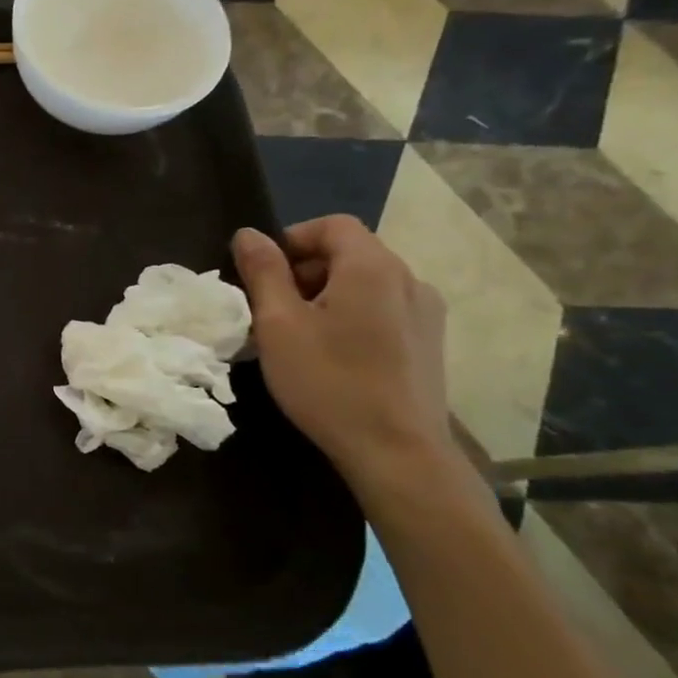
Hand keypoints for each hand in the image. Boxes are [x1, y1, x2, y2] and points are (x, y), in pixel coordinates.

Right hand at [231, 218, 456, 484]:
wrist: (397, 452)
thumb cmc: (329, 381)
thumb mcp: (278, 324)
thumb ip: (263, 272)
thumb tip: (249, 234)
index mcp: (373, 268)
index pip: (332, 225)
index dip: (292, 239)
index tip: (263, 274)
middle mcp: (409, 280)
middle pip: (350, 252)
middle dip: (305, 270)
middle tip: (273, 308)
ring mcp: (426, 313)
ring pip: (366, 283)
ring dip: (327, 294)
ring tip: (299, 334)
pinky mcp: (429, 343)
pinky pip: (383, 309)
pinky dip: (352, 315)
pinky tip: (334, 354)